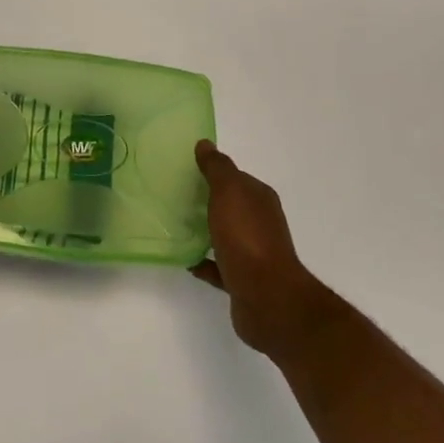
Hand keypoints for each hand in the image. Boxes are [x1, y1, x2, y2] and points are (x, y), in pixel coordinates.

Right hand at [191, 141, 332, 356]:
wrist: (268, 298)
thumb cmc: (247, 238)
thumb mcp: (229, 193)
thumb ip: (217, 168)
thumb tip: (205, 144)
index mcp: (259, 199)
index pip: (236, 179)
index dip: (214, 173)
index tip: (187, 172)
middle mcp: (260, 223)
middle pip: (231, 207)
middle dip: (207, 201)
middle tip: (175, 198)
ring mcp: (254, 253)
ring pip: (225, 236)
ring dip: (205, 231)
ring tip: (176, 227)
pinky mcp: (243, 280)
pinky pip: (219, 266)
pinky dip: (204, 262)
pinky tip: (186, 260)